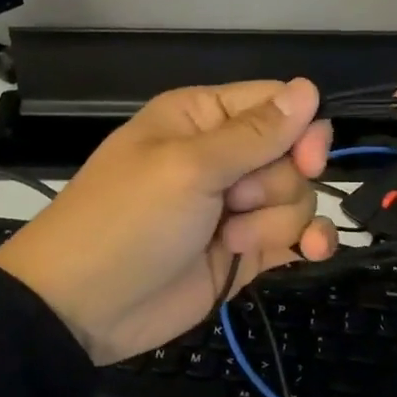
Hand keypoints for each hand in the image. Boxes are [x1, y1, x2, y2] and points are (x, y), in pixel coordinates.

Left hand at [0, 79, 339, 364]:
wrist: (84, 308)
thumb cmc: (128, 221)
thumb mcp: (188, 169)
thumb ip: (254, 134)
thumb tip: (310, 87)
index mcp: (202, 118)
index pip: (277, 103)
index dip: (301, 130)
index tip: (307, 162)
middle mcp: (223, 156)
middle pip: (293, 154)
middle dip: (276, 184)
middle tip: (236, 203)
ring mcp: (235, 206)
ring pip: (296, 197)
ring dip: (276, 221)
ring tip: (232, 242)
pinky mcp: (245, 249)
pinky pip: (295, 234)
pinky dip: (308, 241)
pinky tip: (312, 252)